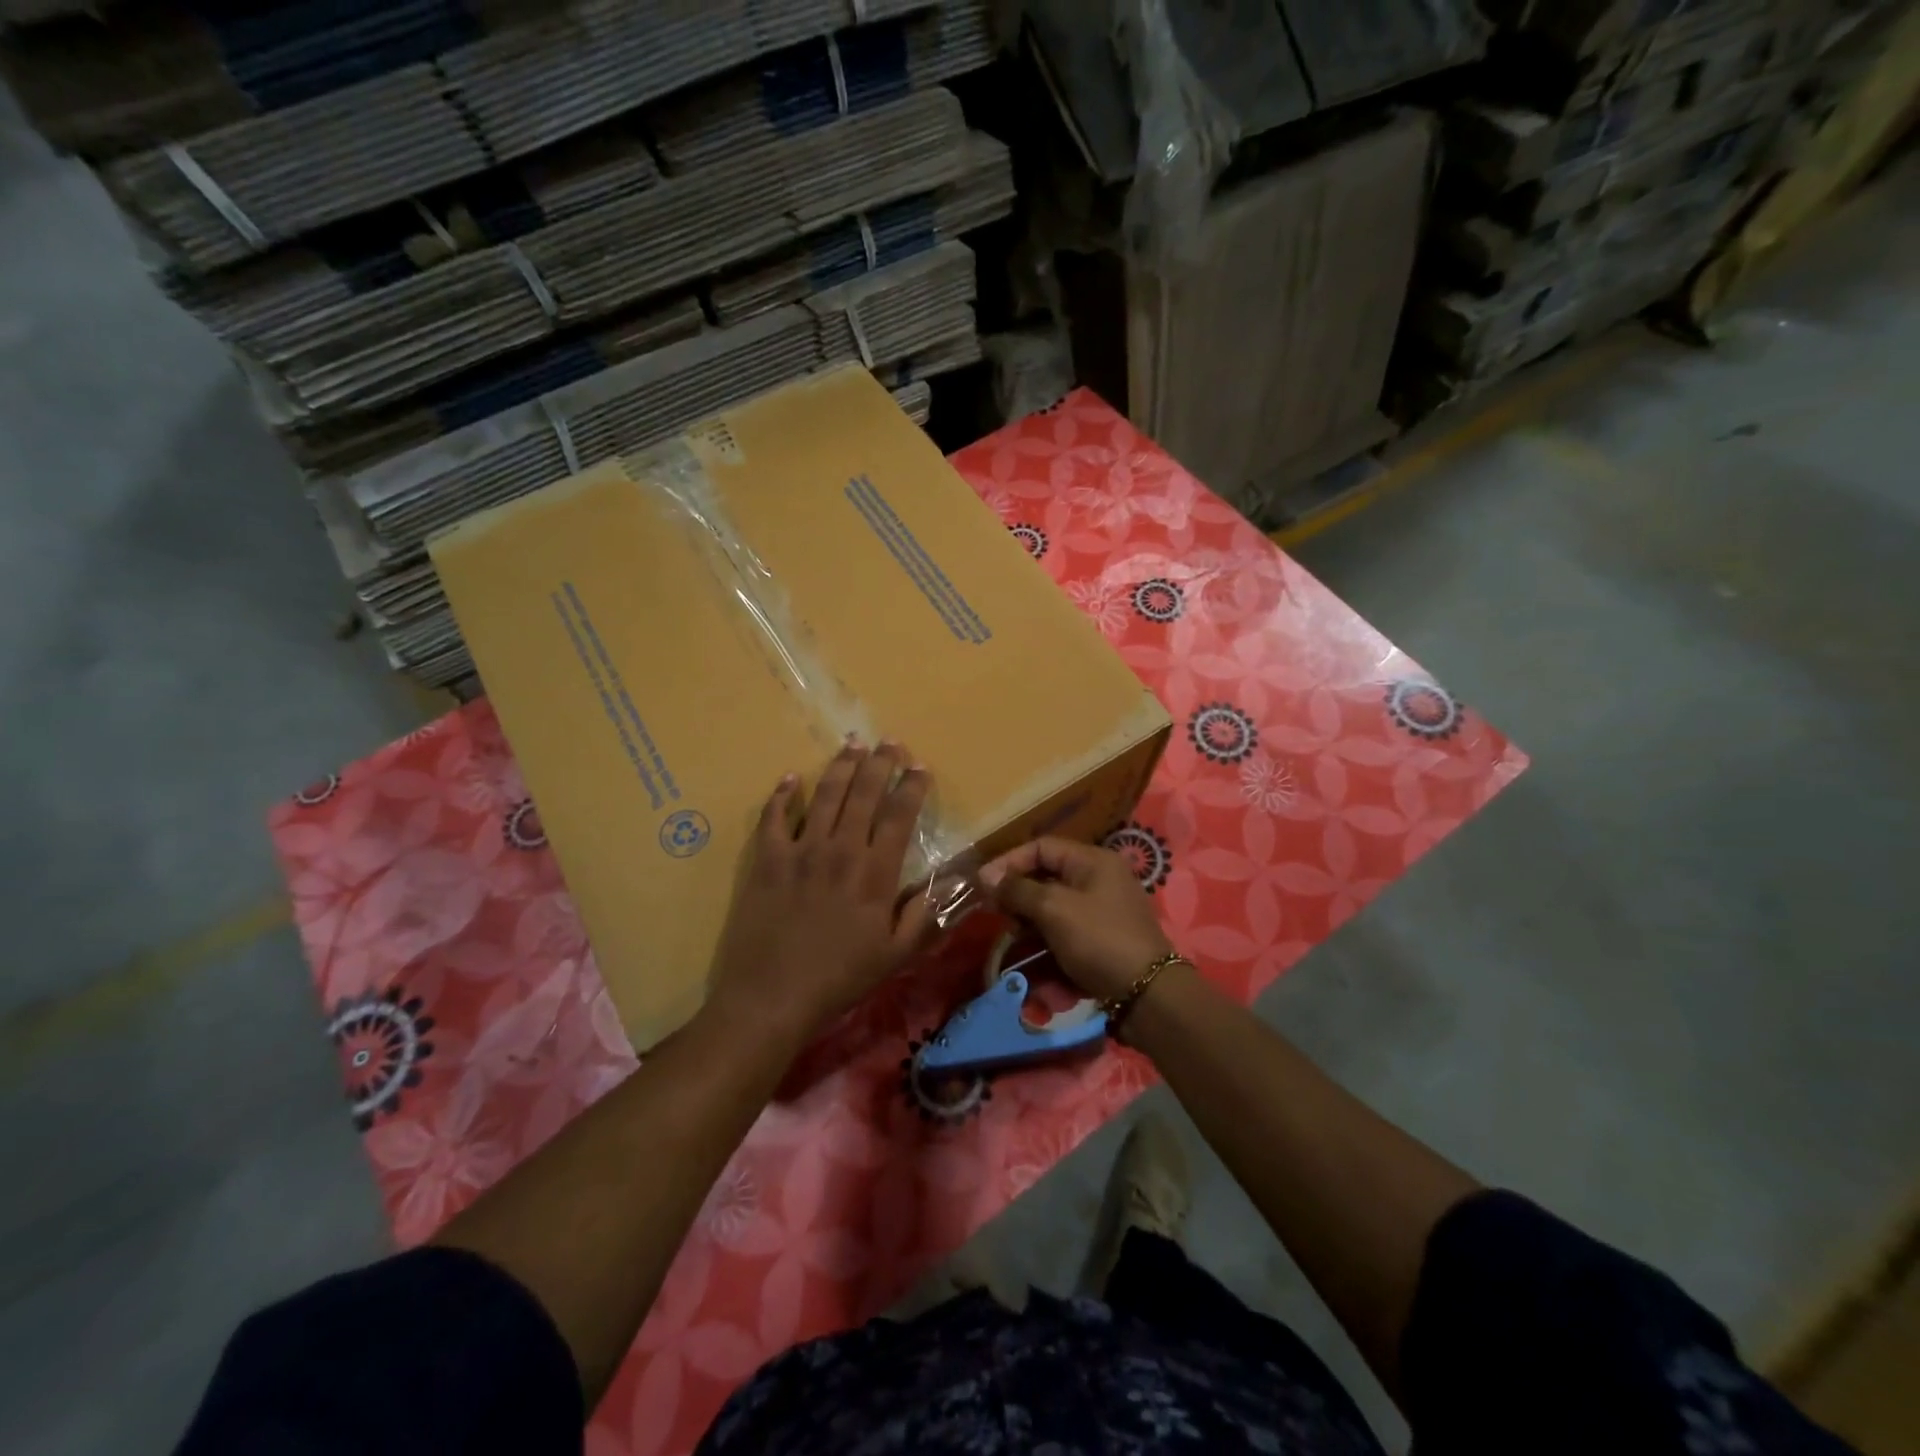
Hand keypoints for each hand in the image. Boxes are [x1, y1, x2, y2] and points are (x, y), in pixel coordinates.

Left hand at [708, 742, 937, 1047]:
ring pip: (825, 796)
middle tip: (889, 741)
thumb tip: (947, 886)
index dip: (912, 787)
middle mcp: (840, 850)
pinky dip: (782, 795)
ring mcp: (801, 851)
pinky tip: (791, 778)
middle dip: (880, 763)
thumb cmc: (839, 979)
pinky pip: (774, 817)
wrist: (771, 996)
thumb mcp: (894, 956)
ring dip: (841, 767)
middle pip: (864, 794)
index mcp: (875, 873)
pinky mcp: (767, 860)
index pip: (899, 816)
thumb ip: (922, 917)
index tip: (920, 766)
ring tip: (852, 744)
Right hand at [978, 838, 1173, 1002]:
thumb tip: (986, 876)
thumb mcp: (1054, 909)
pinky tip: (1032, 950)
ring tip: (1013, 934)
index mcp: (1093, 861)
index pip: (1042, 846)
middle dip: (1018, 892)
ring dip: (1030, 916)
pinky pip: (1066, 927)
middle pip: (1047, 874)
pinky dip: (1047, 935)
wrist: (1147, 994)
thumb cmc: (1099, 940)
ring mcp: (1103, 909)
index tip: (983, 884)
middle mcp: (1100, 878)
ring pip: (1054, 903)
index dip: (1009, 861)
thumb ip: (1018, 889)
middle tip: (995, 912)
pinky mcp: (1103, 937)